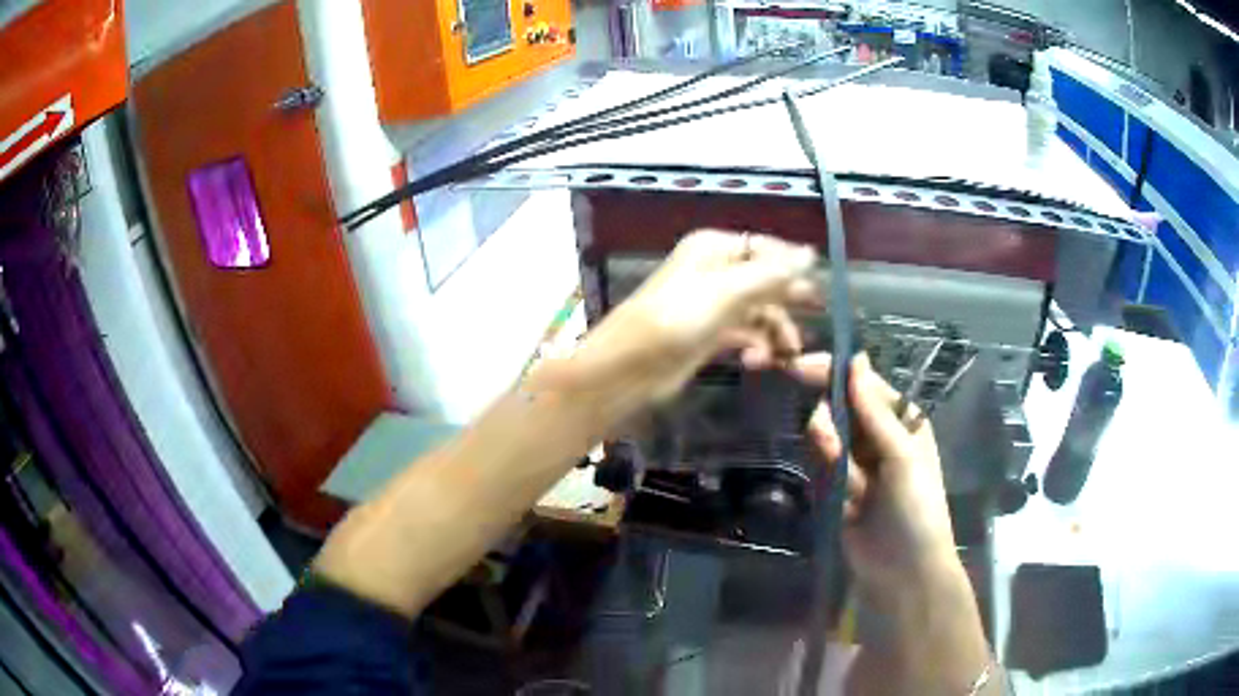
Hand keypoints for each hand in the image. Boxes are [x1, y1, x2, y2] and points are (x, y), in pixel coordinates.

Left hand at [564, 230, 817, 416]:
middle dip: (788, 302)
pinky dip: (756, 346)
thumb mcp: (730, 291)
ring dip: (775, 330)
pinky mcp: (709, 336)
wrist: (631, 367)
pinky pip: (745, 335)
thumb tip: (811, 253)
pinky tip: (758, 362)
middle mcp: (715, 271)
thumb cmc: (679, 318)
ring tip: (787, 354)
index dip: (792, 266)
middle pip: (765, 280)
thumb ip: (773, 274)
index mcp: (715, 248)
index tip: (818, 290)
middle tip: (814, 318)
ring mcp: (712, 305)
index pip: (765, 247)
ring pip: (758, 312)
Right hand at [791, 353, 958, 593]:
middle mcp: (878, 438)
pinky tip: (845, 504)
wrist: (904, 573)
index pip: (863, 385)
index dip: (833, 374)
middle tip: (831, 449)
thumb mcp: (903, 458)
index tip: (798, 367)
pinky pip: (820, 472)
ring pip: (826, 441)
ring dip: (830, 460)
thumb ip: (875, 413)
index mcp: (901, 422)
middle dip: (830, 427)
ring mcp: (856, 466)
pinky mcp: (837, 492)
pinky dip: (827, 483)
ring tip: (850, 489)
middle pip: (838, 411)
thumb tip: (856, 361)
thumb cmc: (916, 510)